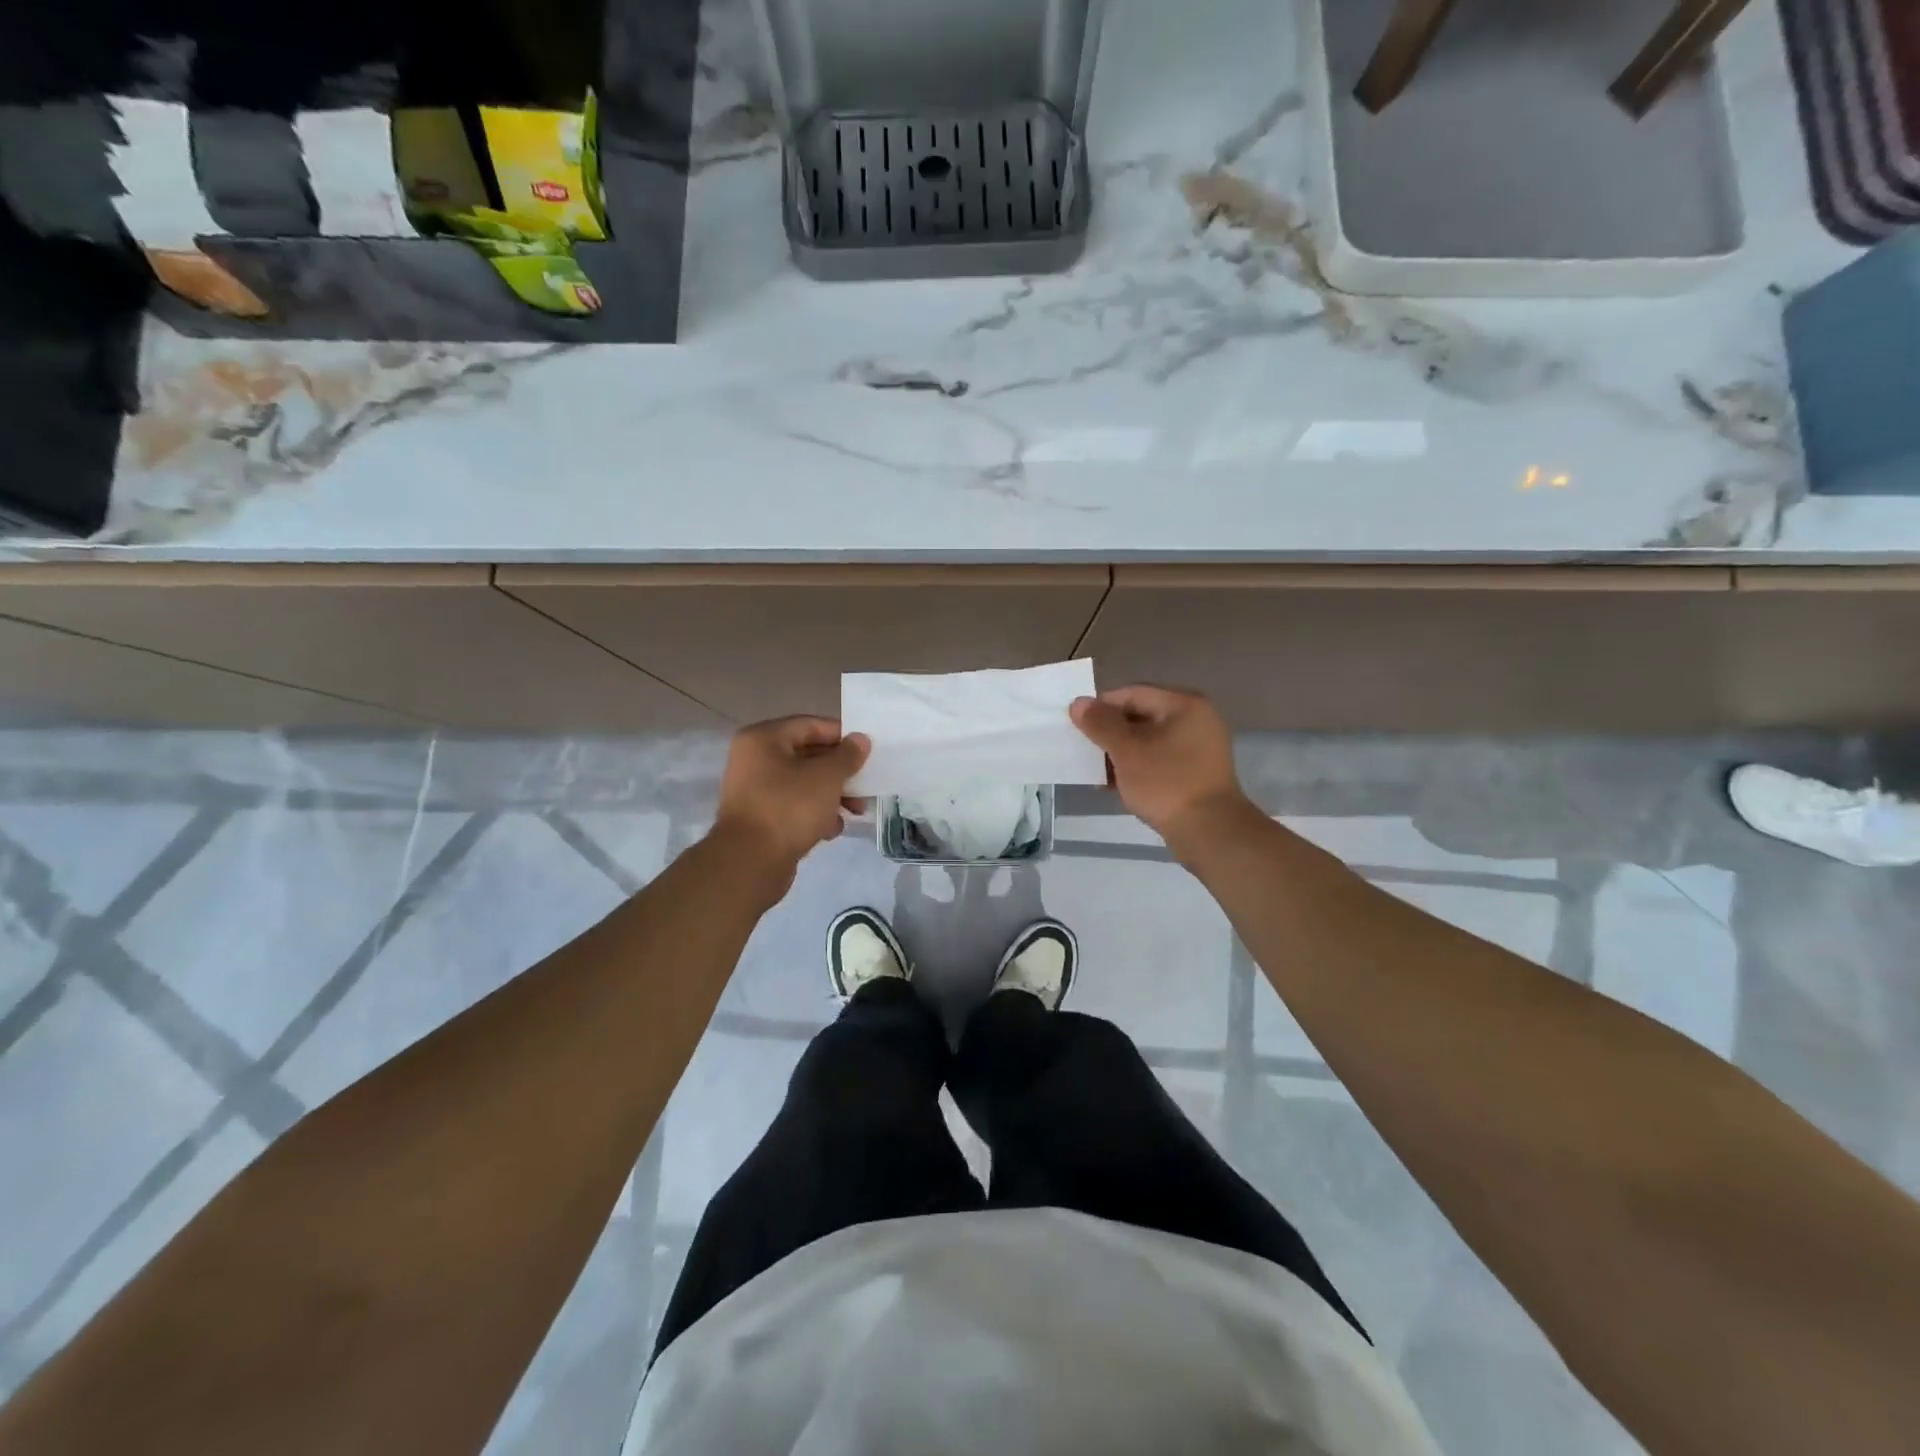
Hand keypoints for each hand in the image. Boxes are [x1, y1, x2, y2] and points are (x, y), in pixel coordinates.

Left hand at [712, 717, 869, 881]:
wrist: (750, 862)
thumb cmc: (789, 808)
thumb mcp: (826, 777)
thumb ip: (847, 756)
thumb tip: (860, 740)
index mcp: (763, 739)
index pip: (810, 725)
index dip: (842, 736)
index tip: (867, 751)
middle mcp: (754, 759)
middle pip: (807, 755)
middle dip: (840, 771)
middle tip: (865, 784)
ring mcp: (755, 790)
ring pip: (803, 783)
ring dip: (831, 795)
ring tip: (855, 811)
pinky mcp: (760, 817)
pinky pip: (793, 806)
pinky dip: (814, 813)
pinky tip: (832, 829)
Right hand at [1070, 685, 1253, 846]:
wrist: (1209, 831)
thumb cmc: (1166, 783)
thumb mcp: (1127, 751)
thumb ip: (1100, 724)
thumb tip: (1078, 702)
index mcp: (1184, 704)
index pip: (1132, 693)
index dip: (1101, 707)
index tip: (1077, 727)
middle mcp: (1196, 719)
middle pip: (1141, 715)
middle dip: (1110, 733)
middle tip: (1085, 750)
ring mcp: (1199, 747)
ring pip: (1148, 740)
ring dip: (1121, 752)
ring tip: (1097, 771)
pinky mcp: (1196, 772)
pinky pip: (1159, 759)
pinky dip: (1137, 767)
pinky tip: (1116, 784)